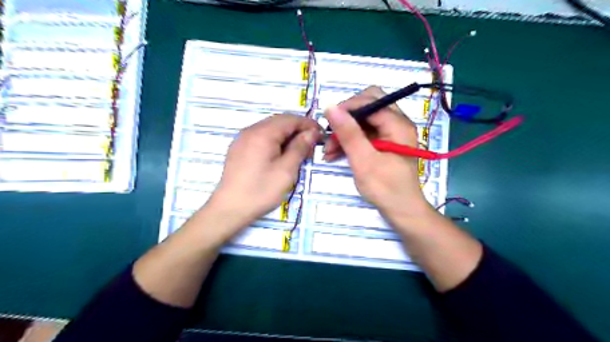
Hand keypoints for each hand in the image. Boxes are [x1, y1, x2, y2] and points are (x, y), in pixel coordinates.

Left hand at [208, 113, 320, 236]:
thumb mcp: (286, 170)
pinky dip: (275, 141)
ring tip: (298, 152)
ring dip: (287, 136)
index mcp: (263, 133)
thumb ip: (300, 147)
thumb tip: (311, 132)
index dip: (308, 124)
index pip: (290, 119)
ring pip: (270, 129)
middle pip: (279, 122)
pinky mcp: (239, 148)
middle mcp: (251, 130)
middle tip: (311, 146)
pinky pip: (261, 137)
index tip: (321, 135)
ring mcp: (242, 139)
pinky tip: (280, 155)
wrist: (230, 208)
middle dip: (298, 130)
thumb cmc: (261, 190)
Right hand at [324, 87, 432, 219]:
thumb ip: (349, 133)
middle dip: (346, 119)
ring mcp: (390, 134)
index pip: (371, 101)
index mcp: (398, 125)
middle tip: (330, 134)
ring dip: (345, 132)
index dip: (348, 108)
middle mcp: (397, 124)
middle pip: (368, 107)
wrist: (402, 211)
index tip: (328, 123)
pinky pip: (364, 134)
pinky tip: (335, 154)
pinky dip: (350, 141)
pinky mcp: (384, 144)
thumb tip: (331, 107)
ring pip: (363, 121)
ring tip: (328, 151)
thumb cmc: (386, 188)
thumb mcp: (364, 161)